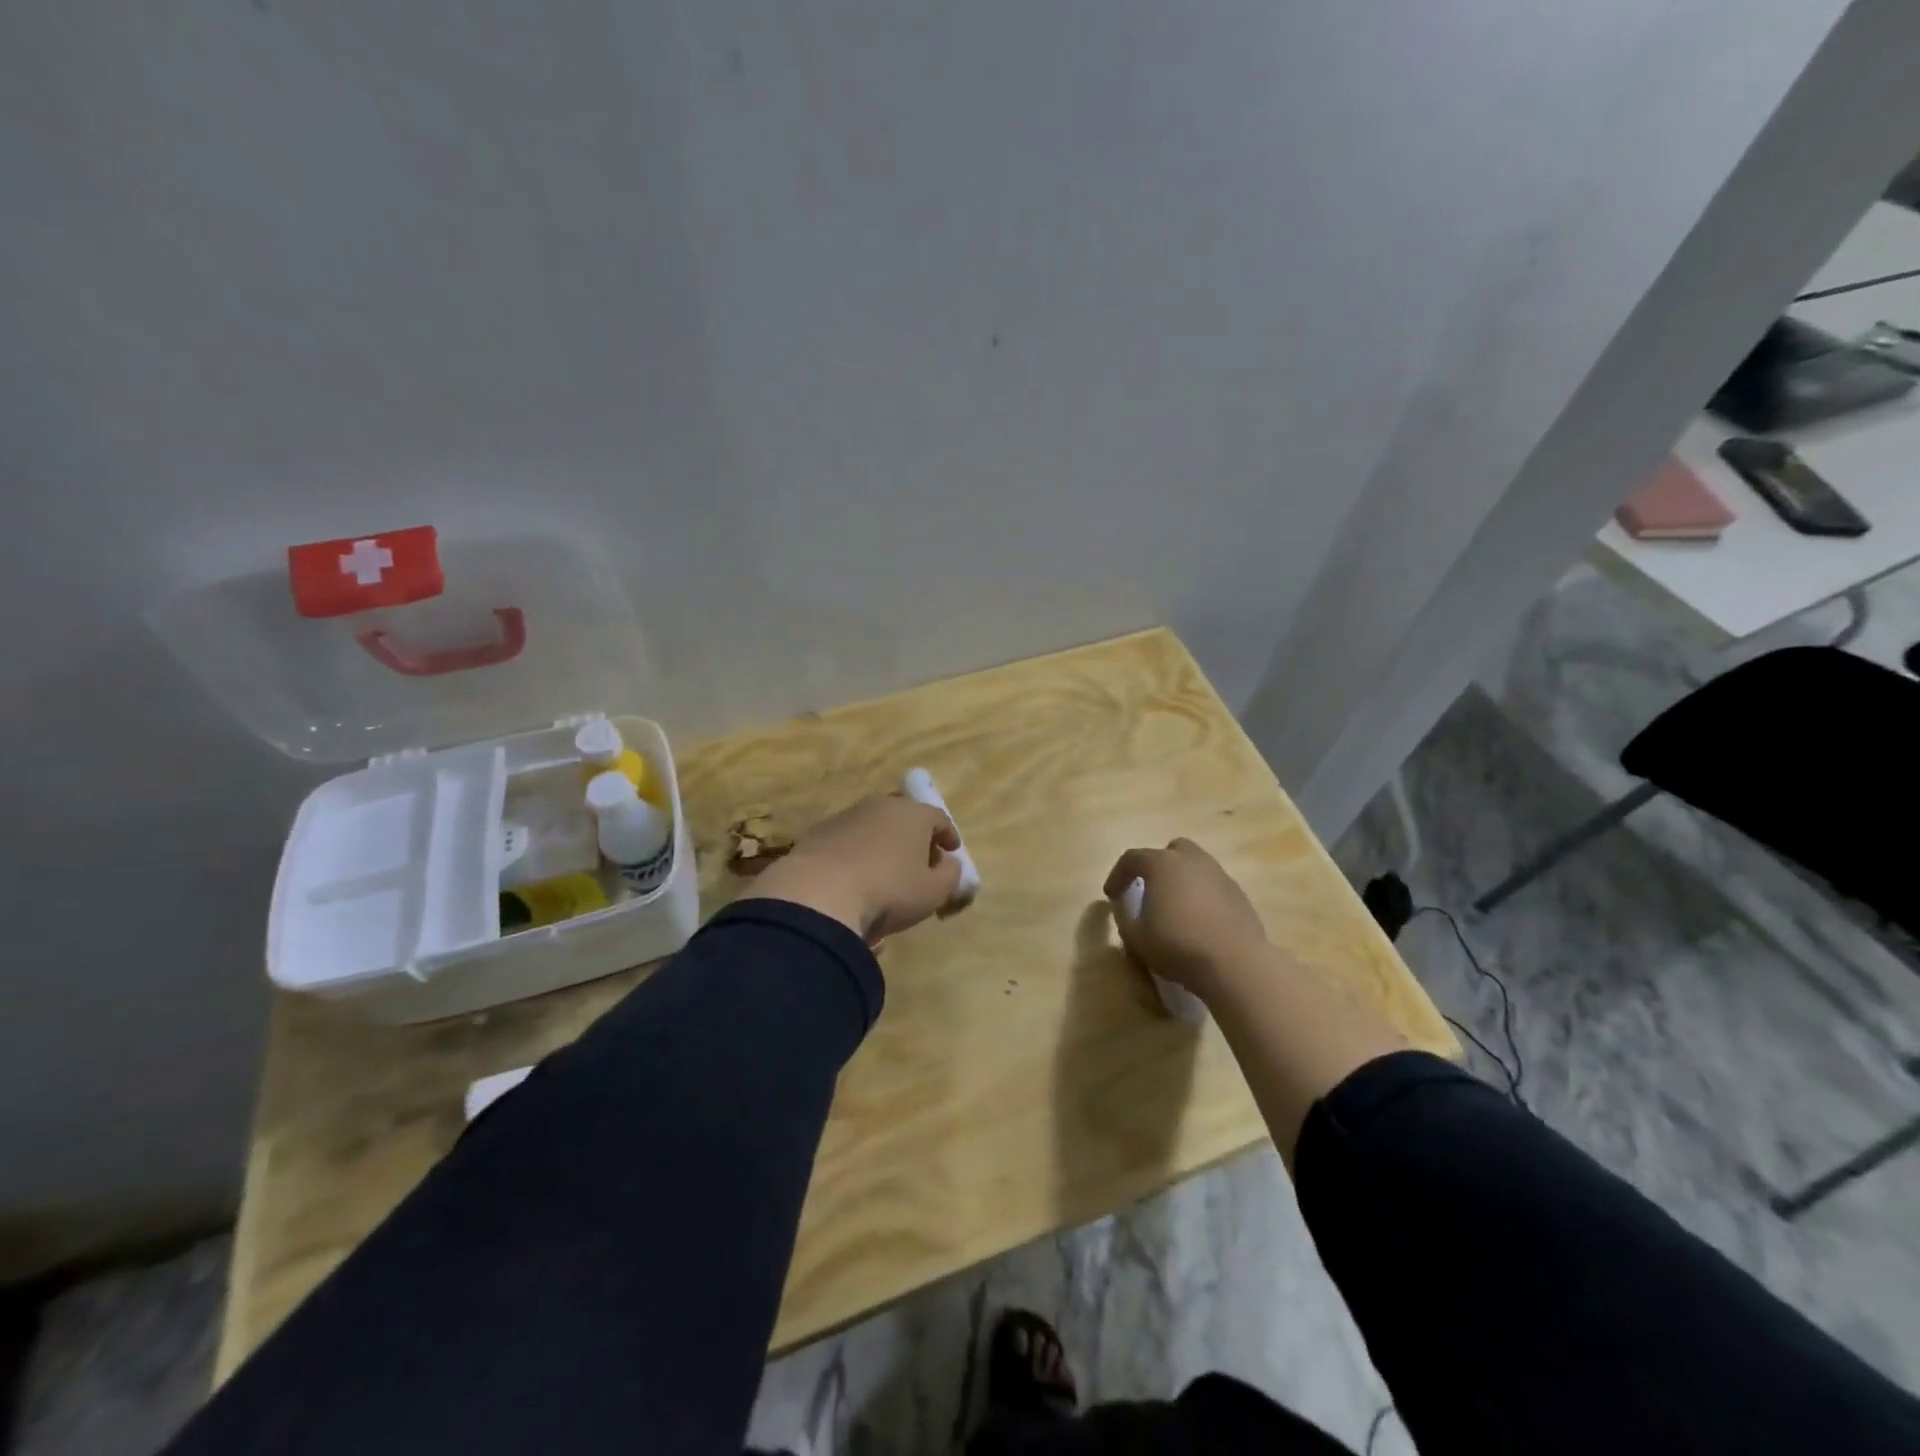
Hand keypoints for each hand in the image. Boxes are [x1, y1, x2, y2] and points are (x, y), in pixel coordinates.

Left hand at [742, 794, 961, 941]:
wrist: (818, 894)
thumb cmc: (889, 891)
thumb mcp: (933, 892)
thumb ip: (949, 874)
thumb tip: (947, 862)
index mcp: (913, 814)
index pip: (938, 818)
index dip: (948, 835)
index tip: (951, 851)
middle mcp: (880, 805)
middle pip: (904, 817)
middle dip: (914, 837)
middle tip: (919, 861)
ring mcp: (846, 816)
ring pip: (874, 828)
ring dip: (883, 845)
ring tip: (884, 872)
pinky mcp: (818, 833)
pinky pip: (847, 841)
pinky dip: (856, 854)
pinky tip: (854, 878)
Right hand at [1103, 838, 1270, 1000]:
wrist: (1235, 964)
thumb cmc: (1178, 946)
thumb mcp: (1136, 938)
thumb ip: (1124, 918)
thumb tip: (1123, 907)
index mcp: (1162, 864)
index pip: (1132, 859)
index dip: (1117, 875)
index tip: (1112, 895)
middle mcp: (1192, 860)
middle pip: (1171, 851)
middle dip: (1157, 866)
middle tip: (1150, 890)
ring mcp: (1219, 875)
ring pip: (1196, 866)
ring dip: (1182, 880)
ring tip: (1176, 907)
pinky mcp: (1239, 894)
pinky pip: (1213, 886)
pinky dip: (1203, 896)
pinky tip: (1200, 921)